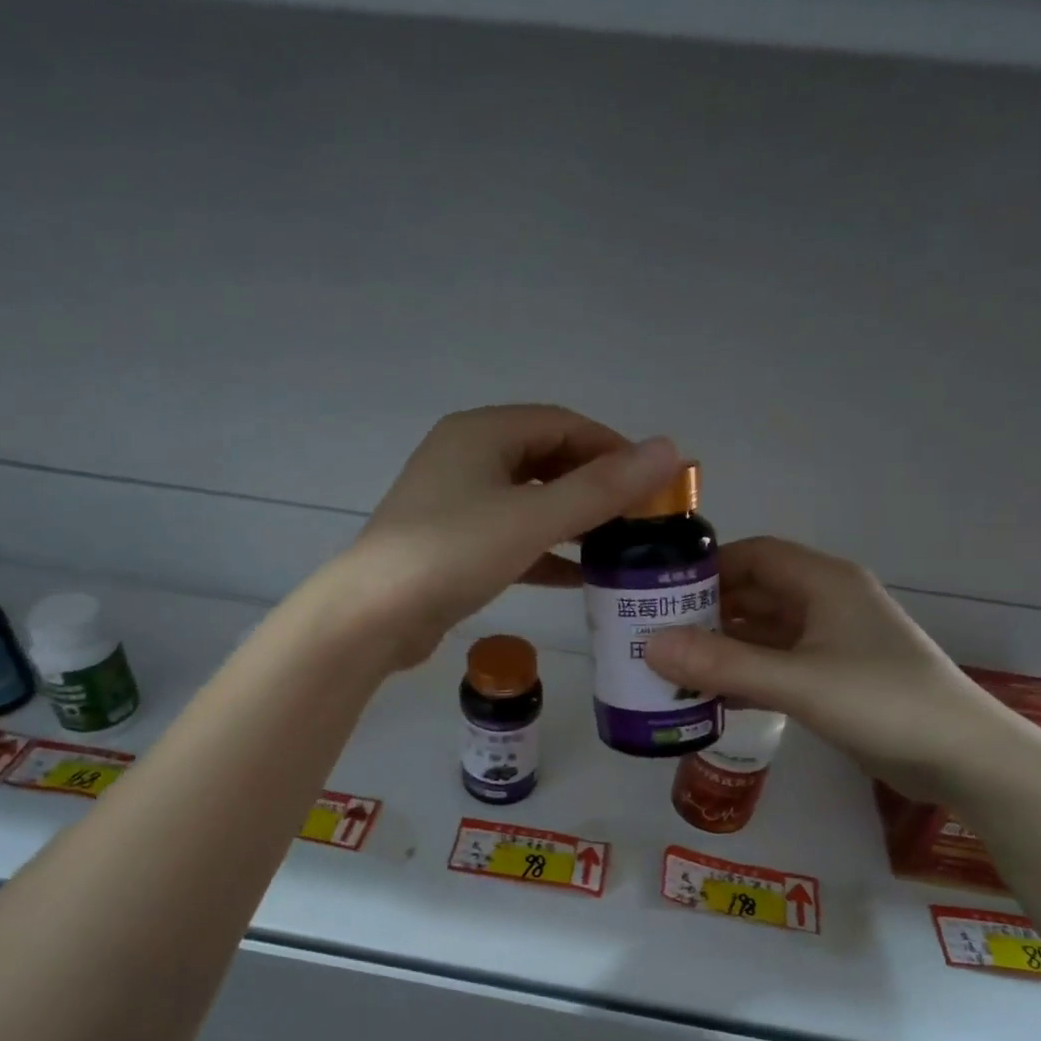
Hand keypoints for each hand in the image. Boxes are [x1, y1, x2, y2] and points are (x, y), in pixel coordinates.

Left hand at [333, 405, 679, 668]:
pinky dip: (546, 552)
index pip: (563, 425)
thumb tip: (668, 449)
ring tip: (620, 545)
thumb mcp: (533, 518)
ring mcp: (457, 504)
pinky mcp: (454, 546)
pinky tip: (580, 577)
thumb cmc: (452, 553)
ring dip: (574, 521)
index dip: (613, 447)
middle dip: (596, 486)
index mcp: (482, 433)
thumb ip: (602, 488)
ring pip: (531, 502)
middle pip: (547, 461)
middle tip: (641, 517)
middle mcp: (468, 458)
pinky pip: (513, 538)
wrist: (372, 616)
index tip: (654, 481)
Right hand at [644, 537, 1023, 801]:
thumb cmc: (882, 702)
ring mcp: (830, 643)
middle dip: (706, 611)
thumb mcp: (797, 681)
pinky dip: (744, 675)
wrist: (962, 757)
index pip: (754, 555)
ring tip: (670, 666)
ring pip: (763, 633)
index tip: (659, 591)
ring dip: (722, 647)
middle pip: (754, 593)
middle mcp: (825, 603)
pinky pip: (776, 665)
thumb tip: (649, 646)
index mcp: (823, 582)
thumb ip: (723, 663)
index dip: (707, 566)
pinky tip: (710, 696)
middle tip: (653, 633)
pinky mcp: (832, 678)